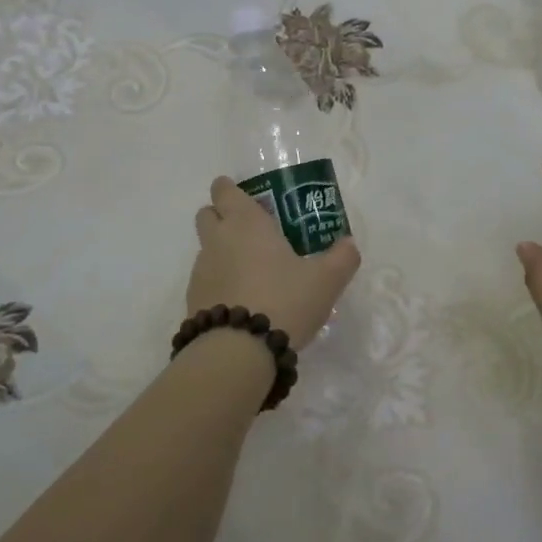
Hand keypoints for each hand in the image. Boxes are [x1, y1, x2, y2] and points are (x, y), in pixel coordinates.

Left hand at [189, 176, 361, 348]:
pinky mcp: (193, 300)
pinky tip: (242, 302)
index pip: (224, 190)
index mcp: (246, 223)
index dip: (230, 189)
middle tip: (251, 232)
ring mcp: (201, 271)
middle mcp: (218, 239)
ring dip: (222, 253)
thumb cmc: (284, 300)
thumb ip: (342, 258)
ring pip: (206, 249)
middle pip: (207, 214)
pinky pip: (205, 281)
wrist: (239, 351)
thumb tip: (348, 244)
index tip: (245, 198)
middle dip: (222, 216)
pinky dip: (219, 283)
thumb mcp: (326, 280)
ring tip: (252, 274)